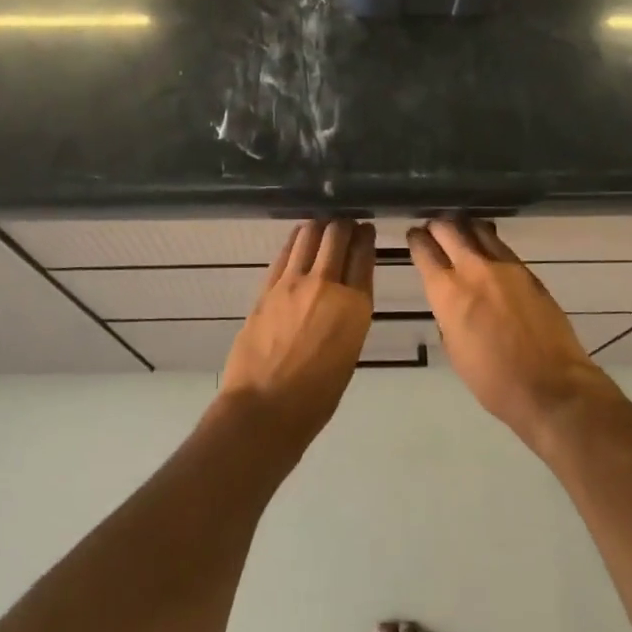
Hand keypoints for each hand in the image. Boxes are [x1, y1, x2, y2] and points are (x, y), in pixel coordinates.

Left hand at [219, 219, 375, 442]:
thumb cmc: (317, 395)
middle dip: (343, 225)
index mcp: (355, 306)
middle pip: (337, 236)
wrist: (266, 408)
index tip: (366, 229)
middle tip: (345, 224)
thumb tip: (344, 295)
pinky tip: (300, 238)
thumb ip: (349, 316)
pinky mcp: (267, 287)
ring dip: (319, 226)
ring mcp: (293, 283)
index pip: (363, 255)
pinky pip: (285, 253)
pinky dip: (296, 240)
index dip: (365, 238)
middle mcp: (327, 285)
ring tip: (322, 226)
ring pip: (309, 235)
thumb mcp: (349, 352)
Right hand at [409, 219, 618, 440]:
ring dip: (464, 227)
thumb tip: (451, 302)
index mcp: (447, 293)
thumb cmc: (493, 380)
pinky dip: (488, 240)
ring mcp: (504, 267)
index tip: (413, 236)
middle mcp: (473, 270)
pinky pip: (501, 245)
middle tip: (433, 229)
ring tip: (460, 232)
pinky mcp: (528, 272)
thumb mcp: (454, 349)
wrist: (550, 386)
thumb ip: (448, 316)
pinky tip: (486, 247)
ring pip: (477, 229)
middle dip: (437, 226)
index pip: (424, 251)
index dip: (415, 240)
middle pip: (449, 229)